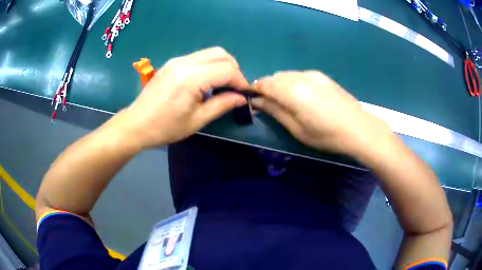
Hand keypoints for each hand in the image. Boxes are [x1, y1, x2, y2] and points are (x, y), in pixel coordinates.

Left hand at [112, 47, 248, 149]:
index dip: (241, 81)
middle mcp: (185, 62)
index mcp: (191, 78)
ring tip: (223, 85)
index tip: (245, 94)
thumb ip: (222, 105)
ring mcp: (177, 60)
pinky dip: (210, 65)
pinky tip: (207, 82)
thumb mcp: (197, 120)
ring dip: (222, 65)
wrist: (136, 124)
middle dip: (234, 69)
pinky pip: (198, 57)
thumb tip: (242, 98)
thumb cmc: (165, 127)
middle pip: (220, 54)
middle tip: (235, 87)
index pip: (226, 69)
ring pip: (210, 53)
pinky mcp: (172, 63)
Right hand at [252, 71, 393, 155]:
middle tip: (271, 105)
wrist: (358, 128)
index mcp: (292, 91)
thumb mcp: (297, 129)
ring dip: (281, 84)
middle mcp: (300, 77)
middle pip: (275, 77)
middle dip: (268, 87)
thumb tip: (257, 101)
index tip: (255, 101)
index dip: (256, 90)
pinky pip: (299, 75)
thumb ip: (275, 111)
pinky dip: (293, 82)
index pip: (265, 84)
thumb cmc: (326, 135)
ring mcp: (313, 74)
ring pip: (287, 74)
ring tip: (287, 101)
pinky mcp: (322, 76)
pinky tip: (302, 96)